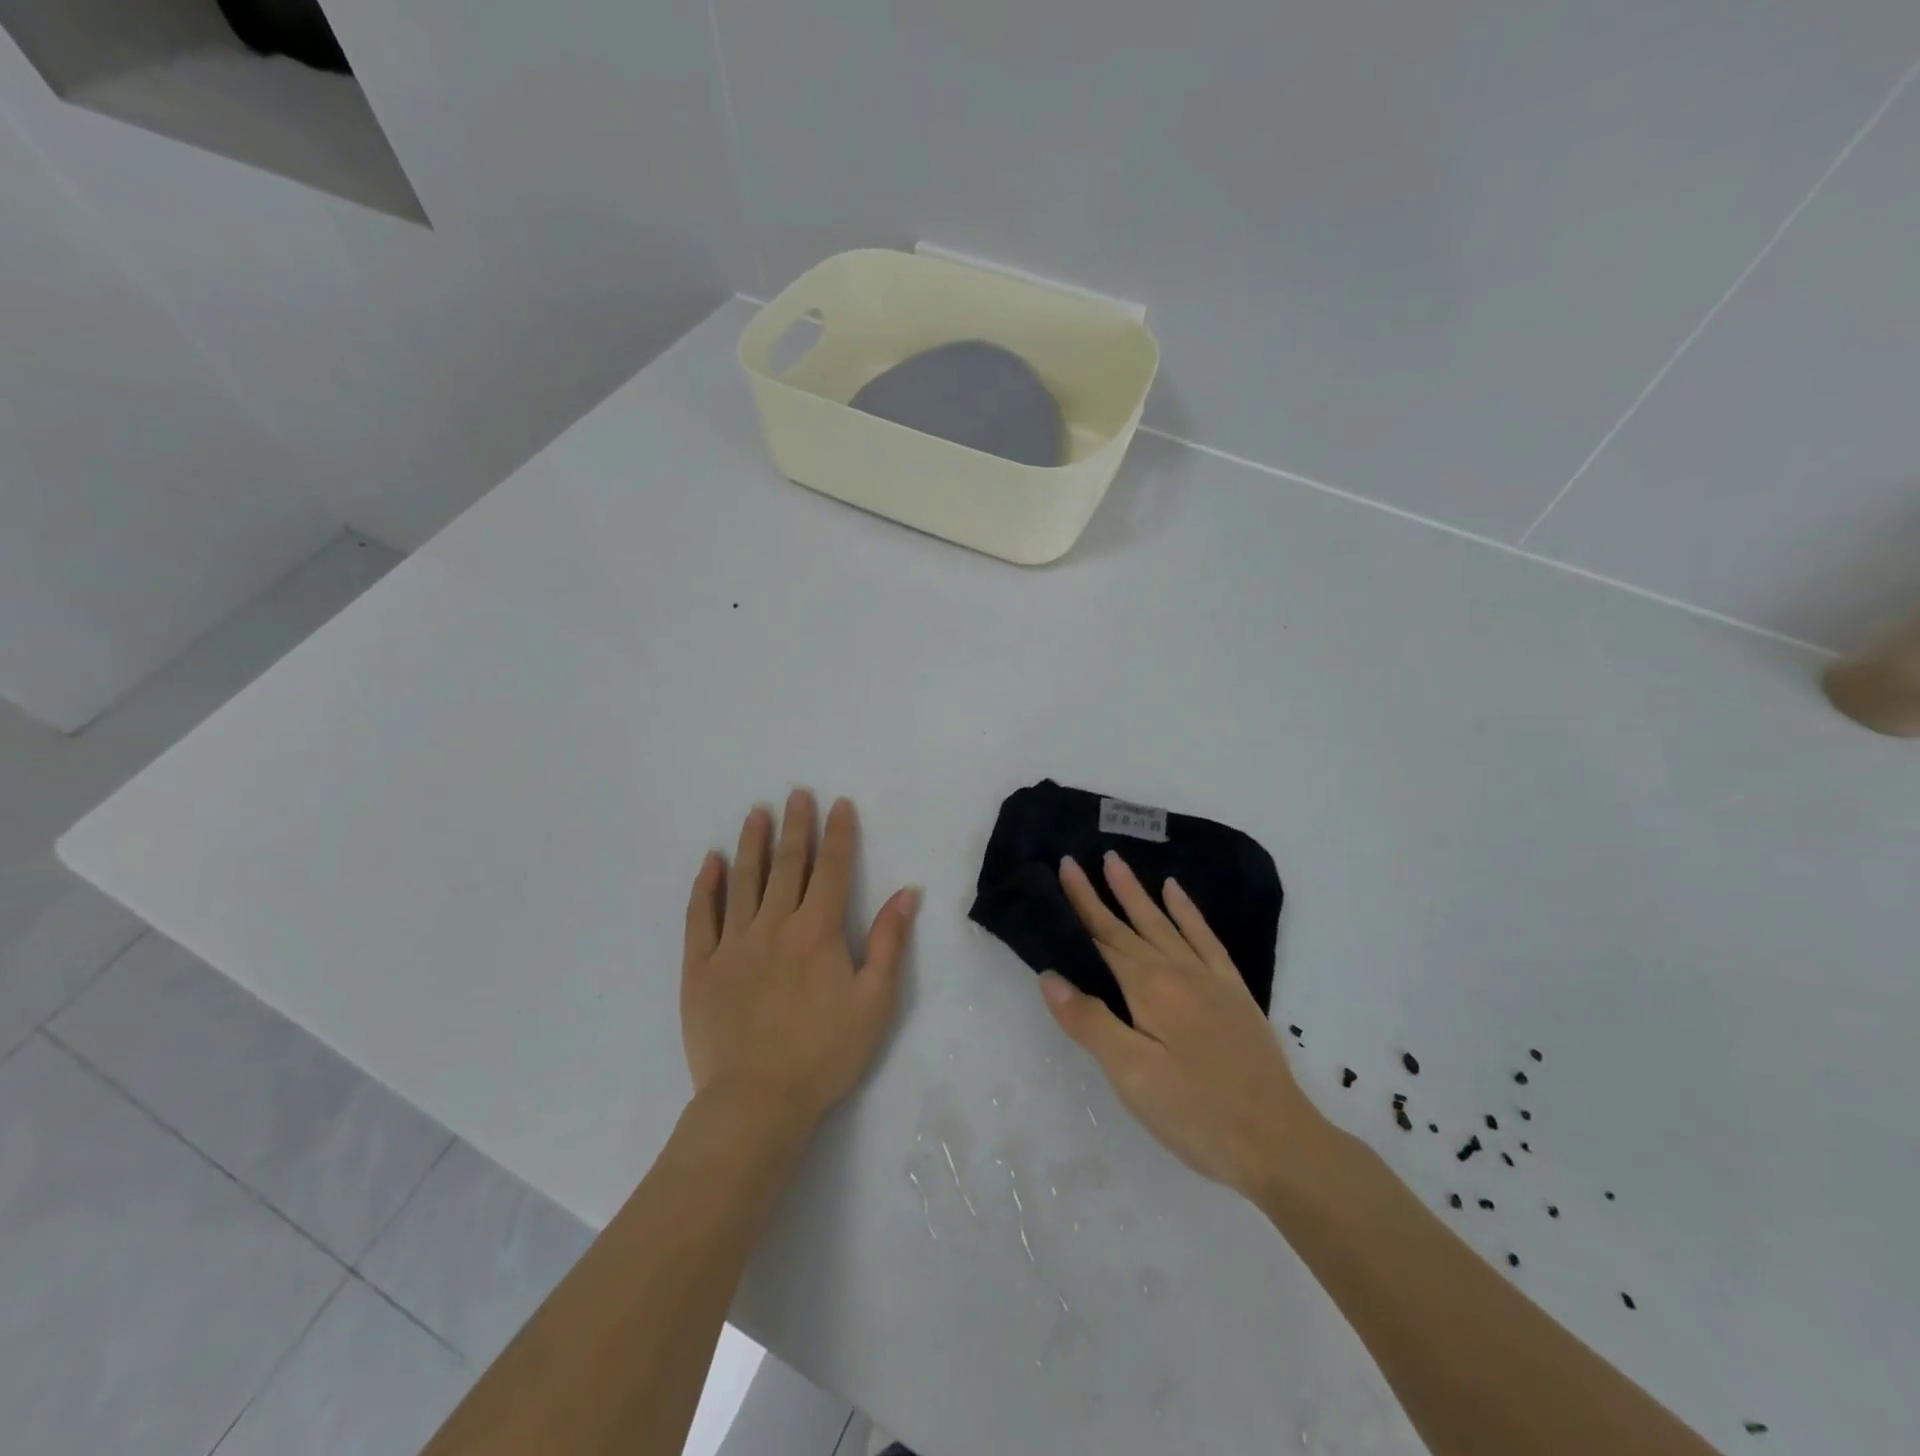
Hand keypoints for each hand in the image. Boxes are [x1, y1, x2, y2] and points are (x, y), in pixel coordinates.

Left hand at [682, 791, 919, 1133]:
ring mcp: (732, 944)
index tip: (838, 804)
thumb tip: (907, 893)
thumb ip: (889, 942)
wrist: (757, 1101)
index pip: (831, 870)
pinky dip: (705, 886)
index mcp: (818, 932)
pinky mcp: (700, 967)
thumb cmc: (825, 1052)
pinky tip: (709, 862)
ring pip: (744, 881)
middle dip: (796, 826)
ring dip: (752, 843)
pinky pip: (700, 916)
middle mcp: (774, 925)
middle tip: (796, 793)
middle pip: (787, 865)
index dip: (838, 834)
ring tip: (757, 813)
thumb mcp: (875, 1002)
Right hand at [1039, 852, 1323, 1201]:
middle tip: (1082, 858)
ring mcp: (1210, 979)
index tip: (1065, 867)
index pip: (1104, 937)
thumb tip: (1050, 975)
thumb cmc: (1195, 1112)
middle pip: (1131, 925)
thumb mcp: (1130, 1075)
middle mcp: (1178, 971)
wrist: (1278, 1143)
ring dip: (1140, 894)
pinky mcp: (1234, 993)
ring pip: (1166, 924)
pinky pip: (1206, 939)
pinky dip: (1189, 912)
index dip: (1082, 903)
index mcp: (1148, 988)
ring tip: (1119, 864)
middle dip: (1103, 892)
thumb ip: (1089, 1021)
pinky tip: (1178, 895)